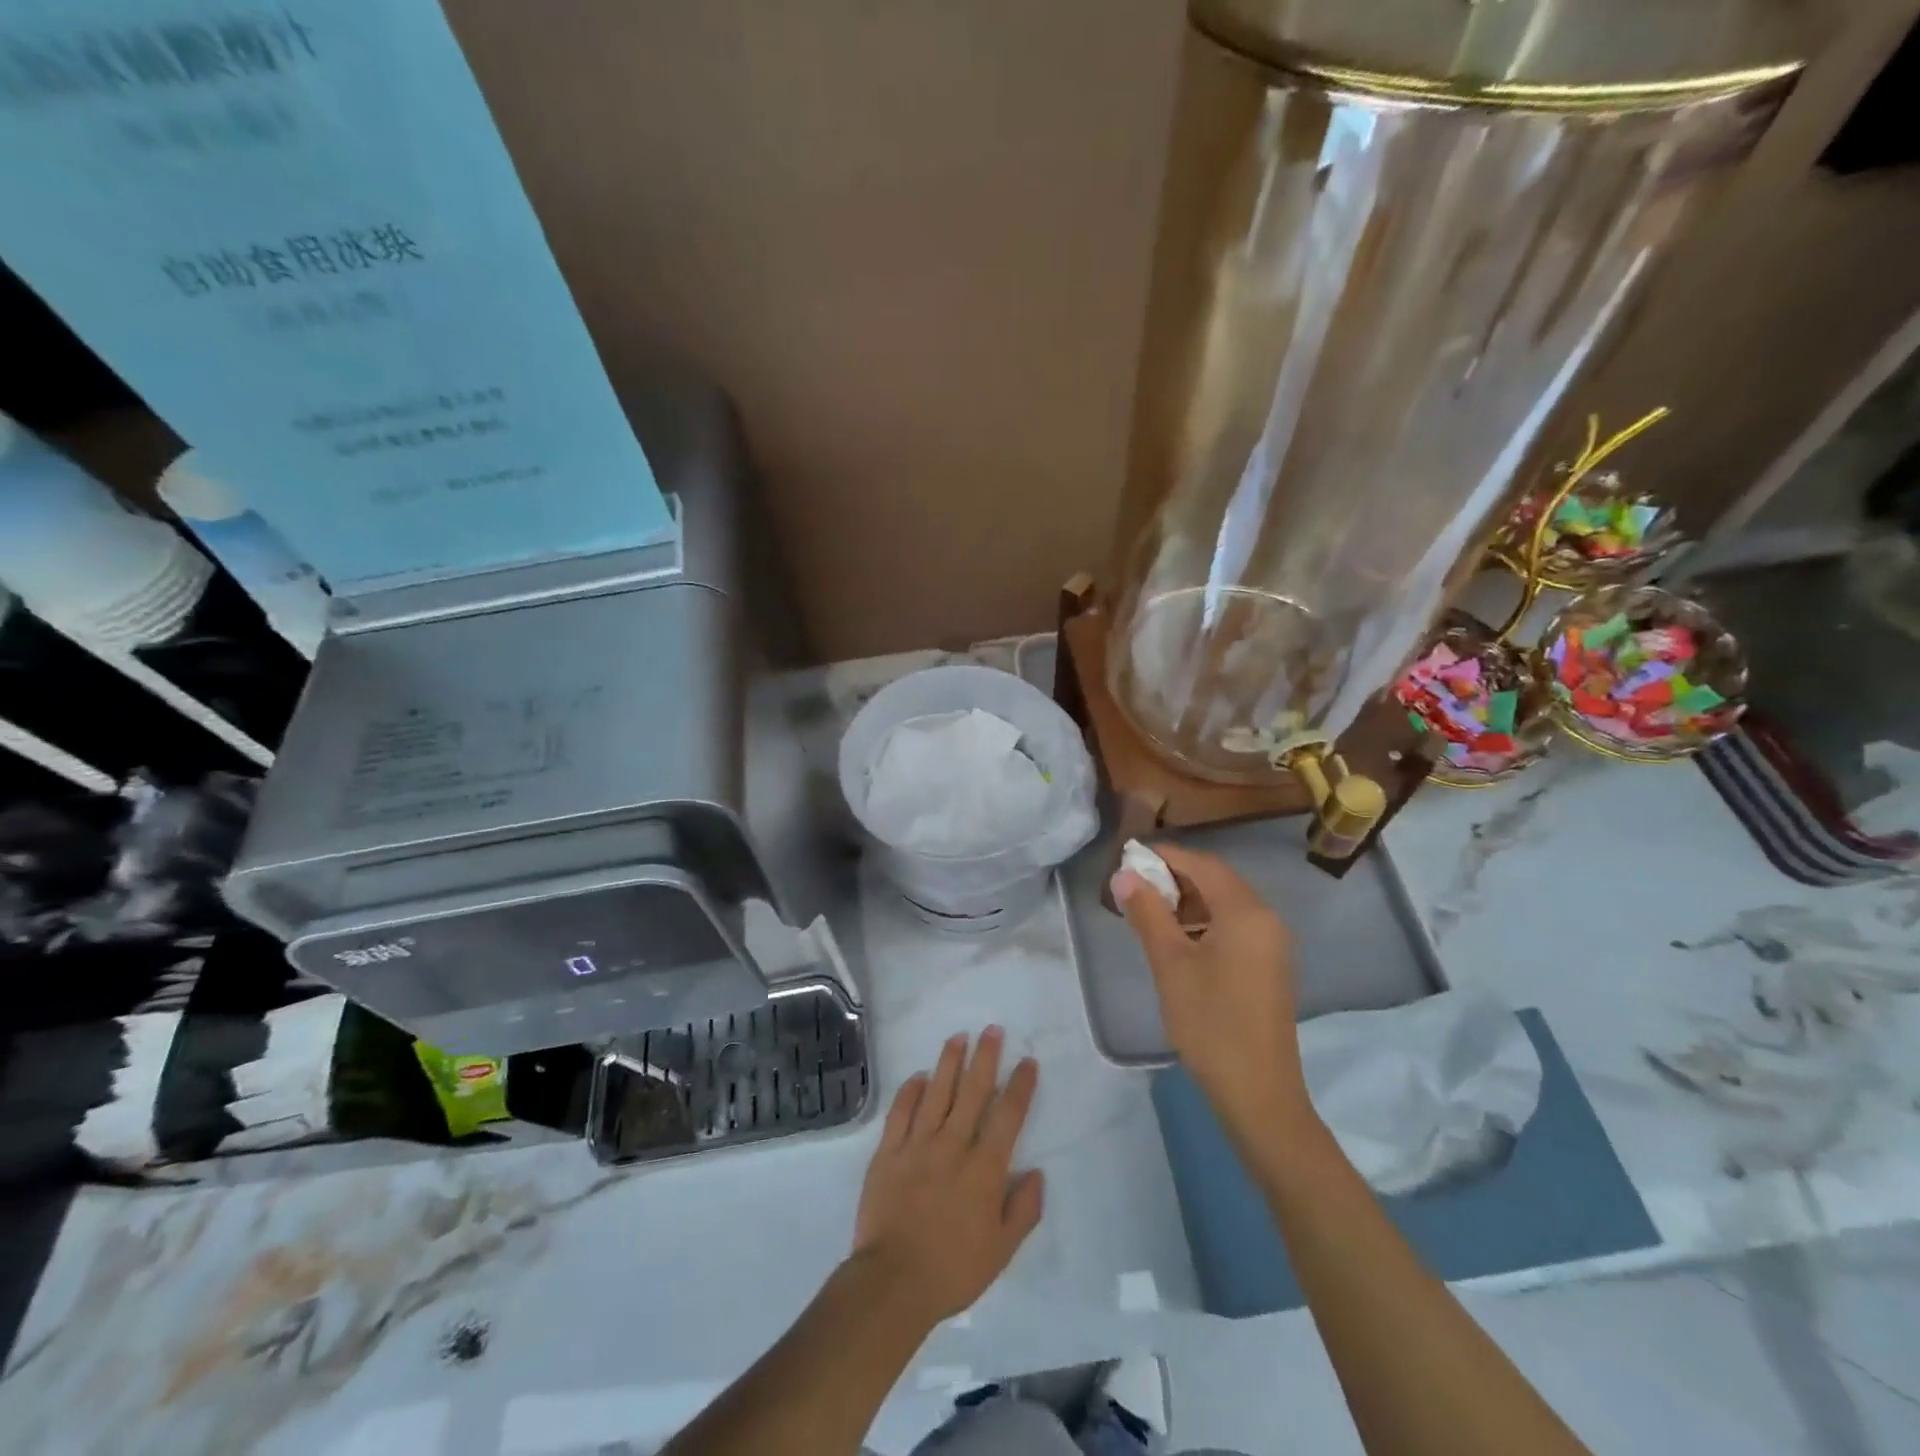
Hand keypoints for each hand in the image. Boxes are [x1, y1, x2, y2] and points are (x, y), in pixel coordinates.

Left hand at [850, 1028, 1042, 1328]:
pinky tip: (918, 1076)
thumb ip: (1023, 1209)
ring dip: (949, 1063)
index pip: (1007, 1116)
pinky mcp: (888, 1152)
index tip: (1027, 1062)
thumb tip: (1036, 1173)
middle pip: (973, 1092)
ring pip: (937, 1093)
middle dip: (985, 1058)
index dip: (1020, 1087)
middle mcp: (953, 1145)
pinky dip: (910, 1091)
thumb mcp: (1002, 1251)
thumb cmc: (953, 1269)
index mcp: (984, 1168)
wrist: (893, 1282)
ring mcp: (917, 1145)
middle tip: (992, 1030)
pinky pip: (900, 1112)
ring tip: (958, 1037)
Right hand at [1113, 844, 1310, 1133]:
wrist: (1259, 1093)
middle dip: (1174, 877)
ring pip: (1225, 904)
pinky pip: (1234, 927)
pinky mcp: (1268, 967)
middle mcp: (1266, 919)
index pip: (1203, 865)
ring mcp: (1271, 945)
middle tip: (1134, 886)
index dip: (1165, 856)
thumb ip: (1147, 914)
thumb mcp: (1170, 965)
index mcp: (1246, 912)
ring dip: (1188, 900)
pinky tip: (1177, 940)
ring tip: (1149, 912)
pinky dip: (1204, 922)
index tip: (1128, 857)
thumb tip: (1124, 875)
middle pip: (1217, 880)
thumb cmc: (1211, 1023)